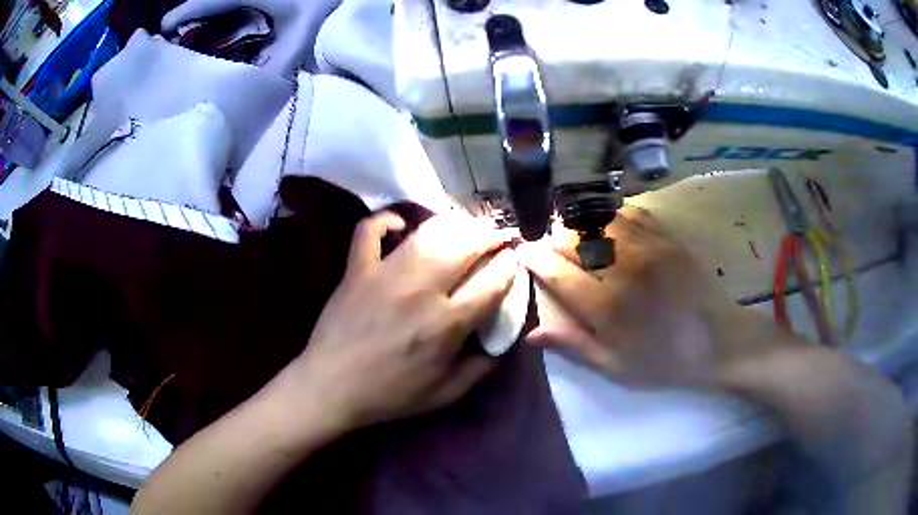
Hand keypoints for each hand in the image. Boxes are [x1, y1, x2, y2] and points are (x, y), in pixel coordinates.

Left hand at [281, 211, 517, 430]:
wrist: (331, 388)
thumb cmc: (389, 394)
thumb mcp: (445, 394)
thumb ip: (480, 368)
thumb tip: (501, 342)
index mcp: (446, 324)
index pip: (492, 282)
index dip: (509, 267)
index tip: (512, 261)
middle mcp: (420, 291)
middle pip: (465, 246)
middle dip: (488, 236)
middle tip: (493, 238)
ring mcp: (384, 274)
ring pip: (426, 233)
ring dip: (452, 225)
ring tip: (462, 228)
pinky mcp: (356, 269)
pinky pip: (369, 231)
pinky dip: (385, 220)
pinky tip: (400, 224)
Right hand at [520, 207, 780, 387]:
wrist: (719, 340)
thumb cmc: (665, 360)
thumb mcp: (615, 367)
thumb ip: (574, 345)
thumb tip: (531, 333)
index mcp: (608, 306)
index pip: (558, 272)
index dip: (535, 258)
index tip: (523, 251)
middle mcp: (624, 268)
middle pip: (574, 239)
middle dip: (553, 238)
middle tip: (547, 244)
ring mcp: (648, 246)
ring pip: (599, 219)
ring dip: (578, 222)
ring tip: (572, 230)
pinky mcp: (667, 236)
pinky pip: (630, 212)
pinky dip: (610, 214)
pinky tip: (606, 223)